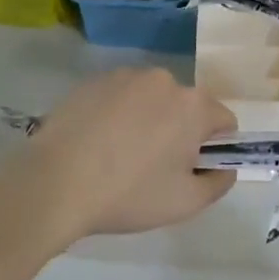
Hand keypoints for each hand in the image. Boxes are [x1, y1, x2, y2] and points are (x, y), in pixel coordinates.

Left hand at [13, 68, 236, 238]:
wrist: (54, 184)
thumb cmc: (129, 194)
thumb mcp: (186, 202)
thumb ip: (219, 182)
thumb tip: (224, 168)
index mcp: (193, 105)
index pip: (224, 121)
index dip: (214, 148)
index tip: (189, 170)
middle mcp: (164, 80)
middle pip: (186, 107)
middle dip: (179, 131)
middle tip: (153, 168)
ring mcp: (124, 76)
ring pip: (151, 99)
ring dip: (148, 120)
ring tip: (119, 155)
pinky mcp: (92, 81)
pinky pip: (119, 97)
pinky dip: (117, 115)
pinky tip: (97, 143)